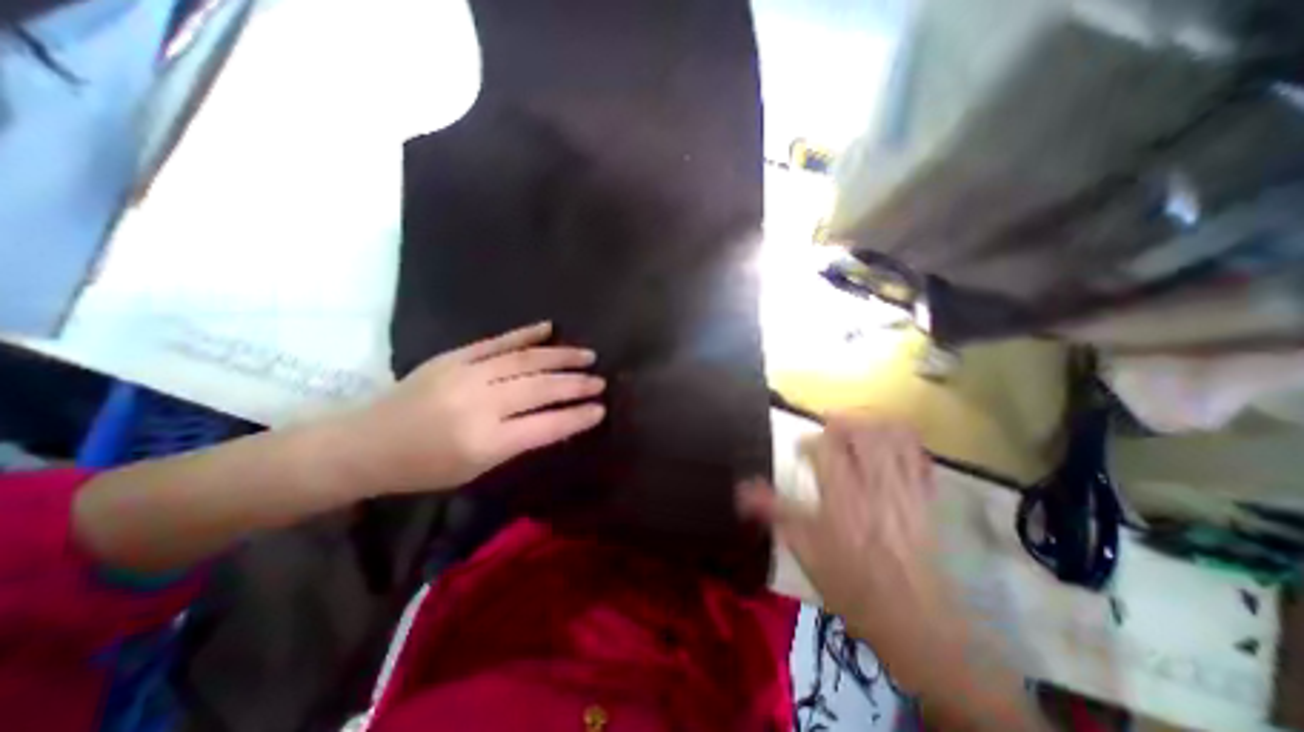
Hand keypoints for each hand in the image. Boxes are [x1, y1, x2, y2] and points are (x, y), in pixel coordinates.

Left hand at [341, 324, 605, 494]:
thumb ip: (519, 441)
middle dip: (576, 384)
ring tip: (587, 355)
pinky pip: (498, 341)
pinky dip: (527, 334)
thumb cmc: (423, 467)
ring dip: (561, 357)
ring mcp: (467, 374)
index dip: (576, 417)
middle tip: (600, 381)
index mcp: (485, 441)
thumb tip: (556, 420)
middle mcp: (480, 404)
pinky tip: (550, 328)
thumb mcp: (476, 468)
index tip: (600, 409)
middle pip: (540, 388)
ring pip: (526, 360)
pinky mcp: (455, 356)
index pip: (545, 426)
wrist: (364, 443)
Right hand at [743, 415, 955, 689]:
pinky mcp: (926, 498)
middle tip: (828, 429)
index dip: (807, 441)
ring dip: (871, 424)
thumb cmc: (851, 586)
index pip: (824, 447)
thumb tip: (742, 489)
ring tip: (857, 429)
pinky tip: (890, 445)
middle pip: (861, 431)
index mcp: (841, 496)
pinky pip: (919, 456)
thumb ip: (774, 513)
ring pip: (892, 436)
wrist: (916, 623)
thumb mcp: (804, 550)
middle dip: (841, 422)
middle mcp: (873, 484)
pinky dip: (904, 441)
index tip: (800, 451)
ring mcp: (904, 489)